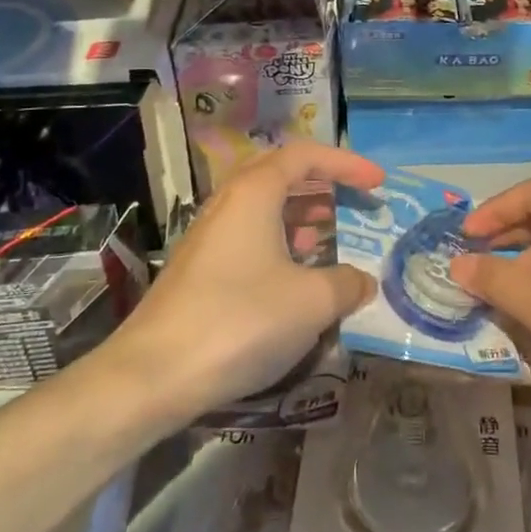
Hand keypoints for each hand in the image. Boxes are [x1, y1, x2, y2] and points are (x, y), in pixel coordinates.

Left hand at [111, 143, 383, 418]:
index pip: (305, 155)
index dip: (347, 164)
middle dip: (321, 184)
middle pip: (280, 174)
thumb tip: (364, 281)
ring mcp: (207, 236)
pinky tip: (293, 276)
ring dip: (299, 215)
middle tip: (353, 201)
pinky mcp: (197, 268)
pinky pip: (248, 236)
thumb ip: (346, 284)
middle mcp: (227, 203)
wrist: (152, 375)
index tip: (379, 183)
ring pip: (262, 208)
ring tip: (328, 238)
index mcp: (254, 192)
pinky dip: (278, 242)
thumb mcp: (311, 302)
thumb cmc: (240, 321)